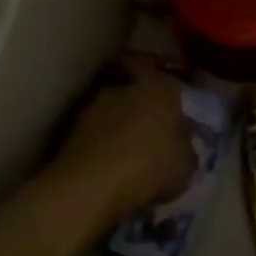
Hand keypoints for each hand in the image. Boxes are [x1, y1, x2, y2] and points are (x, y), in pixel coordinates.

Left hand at [49, 58, 196, 228]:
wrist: (90, 186)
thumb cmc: (150, 167)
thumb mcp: (186, 163)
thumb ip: (184, 144)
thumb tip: (177, 139)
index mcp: (157, 89)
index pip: (156, 70)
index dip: (159, 81)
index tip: (165, 97)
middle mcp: (122, 89)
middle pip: (130, 88)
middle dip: (138, 104)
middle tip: (148, 126)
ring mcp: (91, 107)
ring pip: (110, 110)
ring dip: (117, 124)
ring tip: (126, 150)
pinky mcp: (69, 131)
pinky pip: (94, 133)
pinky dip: (100, 143)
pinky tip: (108, 164)